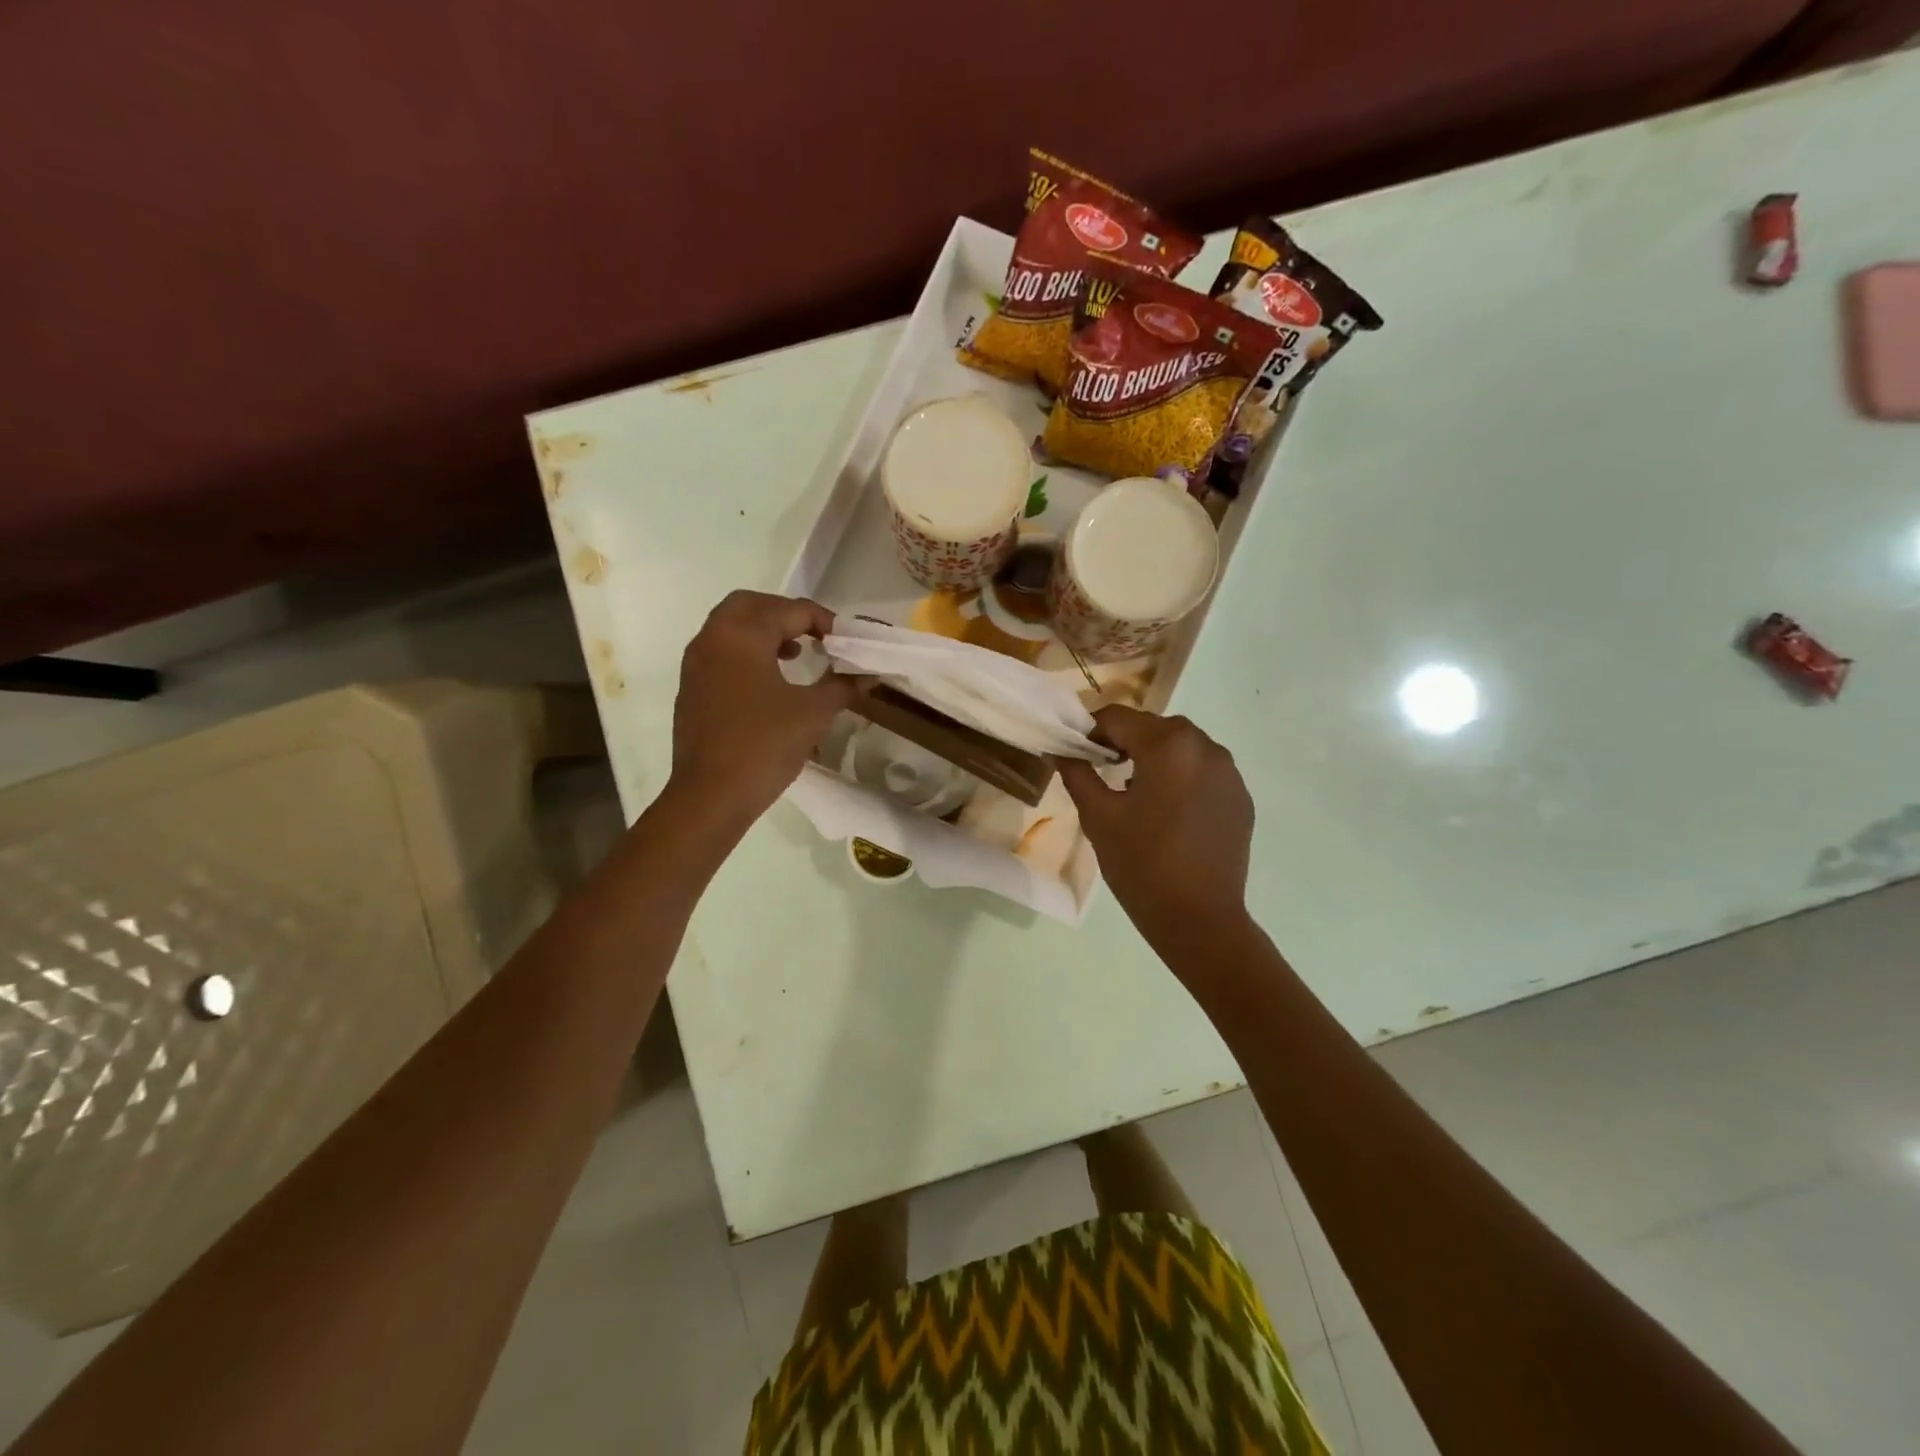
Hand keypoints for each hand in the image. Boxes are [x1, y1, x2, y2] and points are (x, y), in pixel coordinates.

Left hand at [668, 591, 863, 828]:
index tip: (846, 641)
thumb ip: (843, 686)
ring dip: (765, 632)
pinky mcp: (692, 690)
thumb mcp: (814, 713)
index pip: (789, 610)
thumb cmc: (764, 745)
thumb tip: (870, 675)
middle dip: (786, 614)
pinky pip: (721, 654)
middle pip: (750, 606)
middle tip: (815, 635)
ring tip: (797, 655)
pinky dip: (747, 654)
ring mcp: (696, 665)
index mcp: (741, 635)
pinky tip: (771, 683)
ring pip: (731, 628)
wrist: (711, 796)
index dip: (823, 621)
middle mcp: (713, 639)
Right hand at [1058, 706, 1253, 946]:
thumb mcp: (1098, 817)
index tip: (1076, 754)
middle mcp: (1205, 747)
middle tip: (1103, 772)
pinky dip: (1182, 778)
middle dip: (1125, 742)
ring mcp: (1229, 772)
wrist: (1200, 920)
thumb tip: (1061, 750)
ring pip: (1182, 747)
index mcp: (1168, 746)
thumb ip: (1078, 773)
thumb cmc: (1141, 865)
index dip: (1090, 730)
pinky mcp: (1241, 797)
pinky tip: (1169, 813)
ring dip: (1155, 758)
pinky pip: (1204, 772)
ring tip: (1136, 794)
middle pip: (1153, 728)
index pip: (1118, 718)